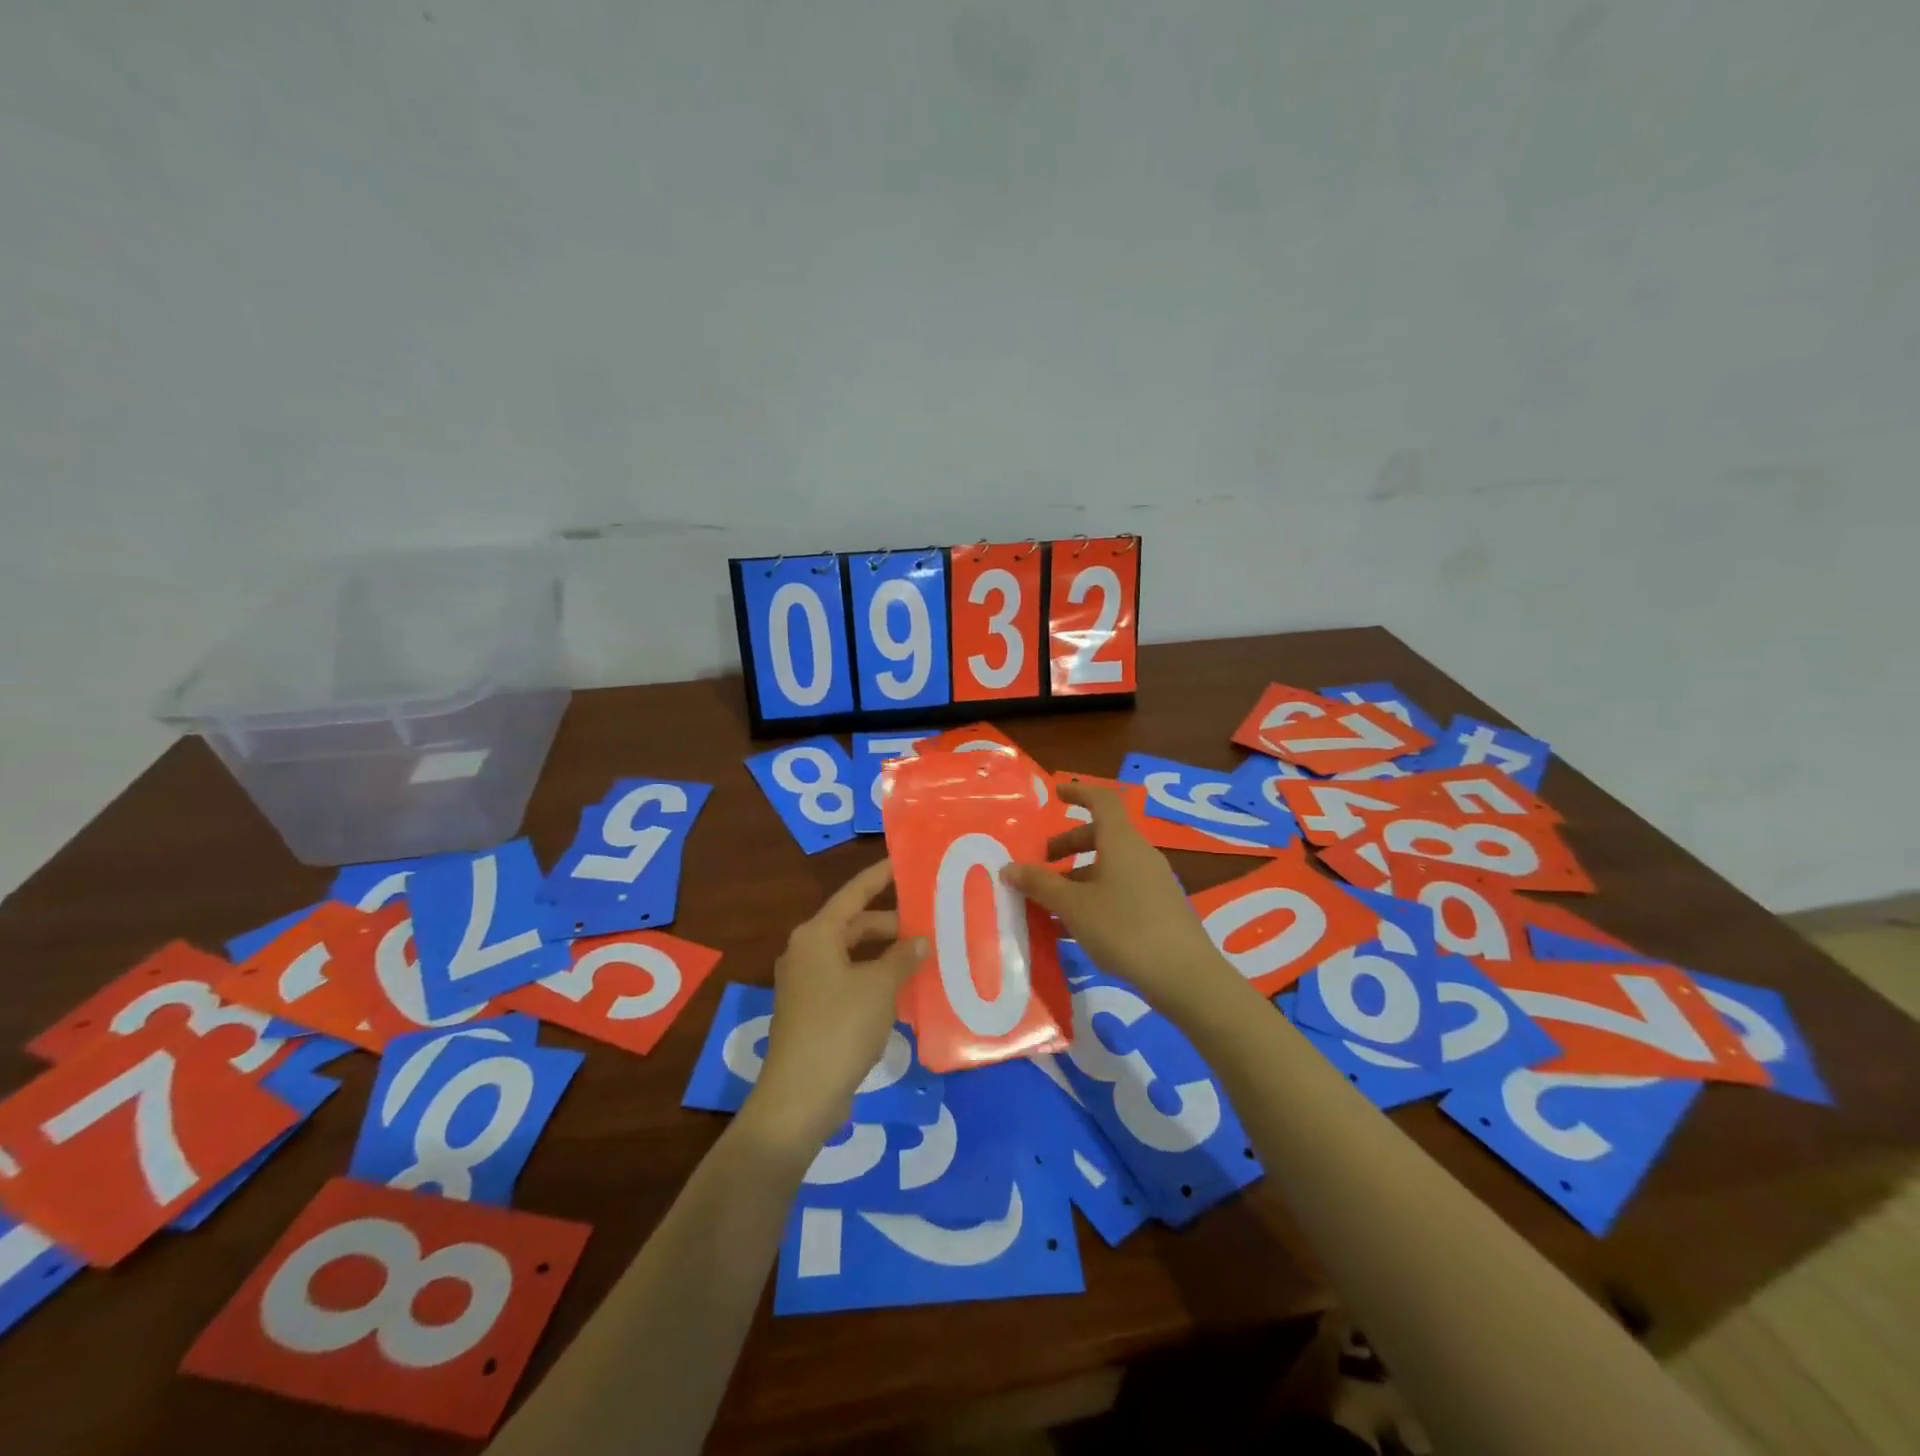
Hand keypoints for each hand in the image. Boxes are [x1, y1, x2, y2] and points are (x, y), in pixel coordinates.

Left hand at [746, 858, 927, 1151]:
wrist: (800, 1095)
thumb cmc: (841, 1027)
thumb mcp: (880, 987)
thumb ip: (901, 957)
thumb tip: (918, 939)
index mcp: (817, 934)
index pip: (855, 893)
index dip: (880, 875)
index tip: (904, 861)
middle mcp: (807, 951)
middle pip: (855, 924)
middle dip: (891, 924)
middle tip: (929, 923)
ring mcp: (807, 982)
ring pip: (852, 954)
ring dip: (885, 954)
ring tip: (922, 956)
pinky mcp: (811, 1009)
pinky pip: (848, 979)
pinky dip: (873, 978)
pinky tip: (902, 990)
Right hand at [1001, 780, 1233, 1016]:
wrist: (1184, 976)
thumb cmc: (1124, 928)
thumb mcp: (1073, 906)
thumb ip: (1040, 884)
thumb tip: (1009, 868)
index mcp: (1121, 841)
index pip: (1102, 800)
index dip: (1078, 792)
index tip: (1055, 794)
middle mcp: (1140, 854)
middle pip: (1101, 836)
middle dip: (1068, 846)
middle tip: (1041, 865)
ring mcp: (1153, 882)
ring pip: (1109, 867)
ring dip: (1078, 877)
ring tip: (1051, 905)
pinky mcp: (1160, 908)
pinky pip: (1120, 890)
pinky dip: (1095, 897)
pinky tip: (1076, 929)